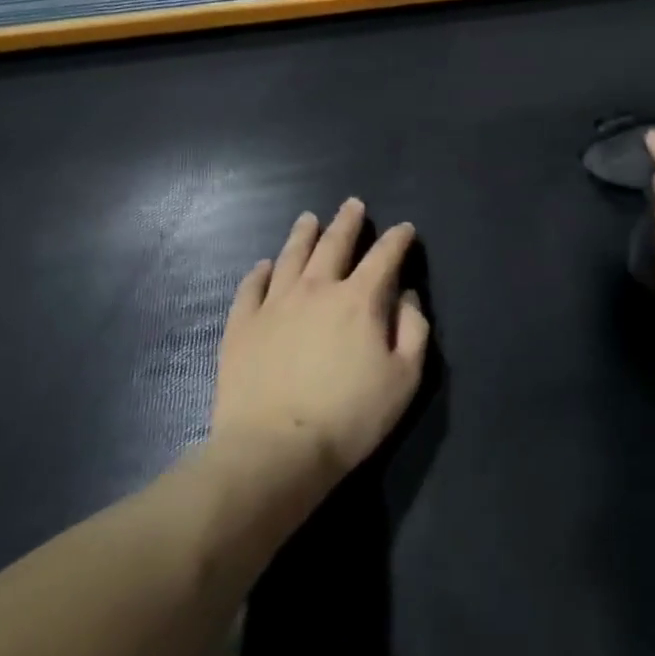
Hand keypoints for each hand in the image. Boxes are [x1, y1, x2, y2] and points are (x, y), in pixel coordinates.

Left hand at [214, 199, 429, 481]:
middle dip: (348, 222)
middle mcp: (317, 289)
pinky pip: (251, 287)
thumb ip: (413, 329)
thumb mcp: (404, 377)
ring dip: (303, 234)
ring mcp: (274, 305)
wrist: (274, 450)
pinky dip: (260, 272)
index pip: (385, 256)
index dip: (398, 239)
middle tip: (353, 204)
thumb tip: (406, 295)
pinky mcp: (241, 326)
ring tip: (309, 219)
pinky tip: (264, 266)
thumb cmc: (350, 416)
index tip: (405, 229)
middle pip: (334, 244)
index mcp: (360, 299)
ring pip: (291, 256)